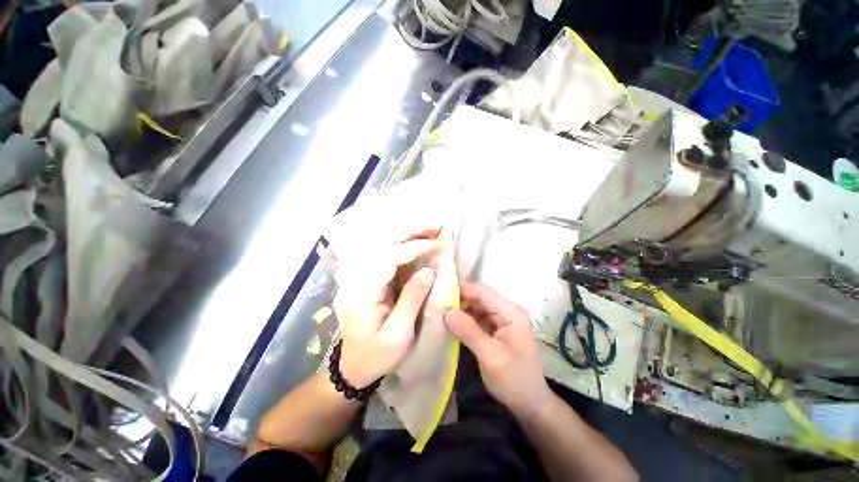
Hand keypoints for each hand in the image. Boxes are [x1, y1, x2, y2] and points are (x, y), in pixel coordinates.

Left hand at [335, 231, 439, 388]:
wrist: (354, 367)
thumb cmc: (376, 355)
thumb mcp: (397, 333)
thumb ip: (411, 299)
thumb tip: (428, 271)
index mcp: (364, 292)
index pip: (387, 259)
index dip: (412, 248)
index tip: (435, 245)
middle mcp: (361, 279)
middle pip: (383, 246)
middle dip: (408, 233)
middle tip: (433, 227)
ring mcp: (366, 279)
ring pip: (385, 248)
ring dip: (407, 237)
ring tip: (429, 232)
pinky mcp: (374, 282)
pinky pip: (389, 258)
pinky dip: (405, 248)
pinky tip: (418, 245)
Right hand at [444, 282, 551, 414]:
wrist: (530, 403)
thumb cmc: (514, 380)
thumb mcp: (490, 357)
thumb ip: (469, 331)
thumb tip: (447, 311)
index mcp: (511, 312)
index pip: (482, 291)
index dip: (461, 290)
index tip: (439, 295)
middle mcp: (507, 310)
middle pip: (479, 297)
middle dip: (459, 300)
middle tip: (437, 307)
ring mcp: (502, 319)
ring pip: (476, 306)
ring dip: (460, 310)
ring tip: (440, 314)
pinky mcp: (496, 328)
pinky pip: (477, 317)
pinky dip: (465, 319)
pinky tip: (452, 324)